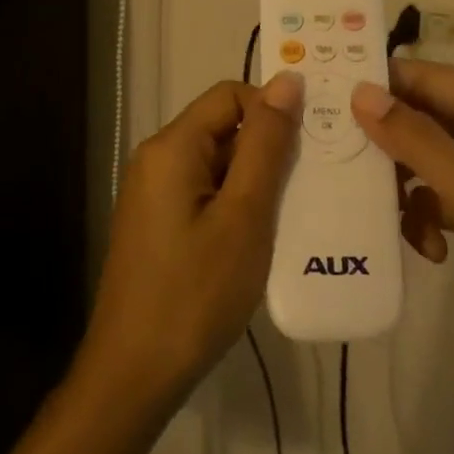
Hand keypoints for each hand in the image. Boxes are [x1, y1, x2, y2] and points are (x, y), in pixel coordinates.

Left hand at [79, 73, 302, 407]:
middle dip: (270, 147)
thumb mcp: (244, 214)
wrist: (136, 373)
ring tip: (301, 208)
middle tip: (317, 178)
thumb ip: (266, 144)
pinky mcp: (161, 224)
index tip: (314, 141)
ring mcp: (156, 195)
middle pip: (223, 128)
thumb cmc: (196, 292)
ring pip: (219, 163)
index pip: (230, 95)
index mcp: (172, 147)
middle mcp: (157, 160)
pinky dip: (240, 203)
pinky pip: (207, 193)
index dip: (274, 108)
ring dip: (259, 179)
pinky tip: (267, 235)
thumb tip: (287, 80)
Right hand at [350, 59, 453, 362]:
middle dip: (387, 148)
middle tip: (344, 171)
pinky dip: (428, 216)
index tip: (324, 104)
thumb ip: (416, 140)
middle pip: (420, 118)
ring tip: (398, 224)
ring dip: (407, 191)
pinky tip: (432, 249)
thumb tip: (360, 93)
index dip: (376, 87)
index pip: (423, 77)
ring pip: (424, 159)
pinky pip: (440, 193)